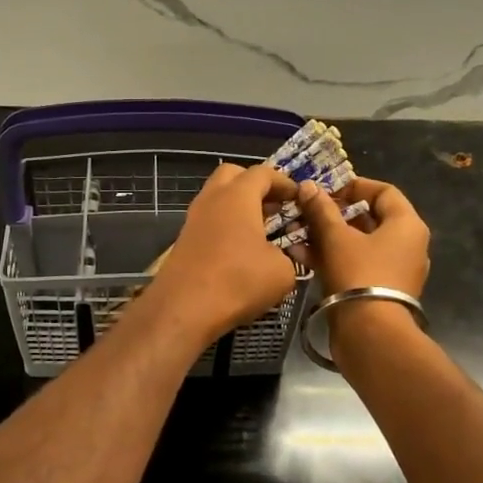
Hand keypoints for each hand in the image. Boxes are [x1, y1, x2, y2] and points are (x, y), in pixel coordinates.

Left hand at [149, 163, 300, 346]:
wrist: (184, 309)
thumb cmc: (238, 281)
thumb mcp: (282, 272)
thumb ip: (288, 256)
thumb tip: (281, 257)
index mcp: (237, 196)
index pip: (263, 173)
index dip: (284, 182)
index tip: (299, 198)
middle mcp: (211, 200)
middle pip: (232, 176)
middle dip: (255, 186)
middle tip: (275, 207)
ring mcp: (193, 220)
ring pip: (217, 199)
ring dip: (238, 208)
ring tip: (261, 231)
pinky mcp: (183, 241)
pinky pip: (209, 222)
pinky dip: (225, 226)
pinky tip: (240, 250)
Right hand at [293, 175, 429, 297]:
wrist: (370, 335)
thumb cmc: (359, 275)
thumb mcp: (336, 238)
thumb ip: (322, 210)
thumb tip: (308, 186)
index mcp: (407, 225)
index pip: (384, 191)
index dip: (354, 186)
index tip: (326, 190)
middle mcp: (407, 245)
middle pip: (370, 218)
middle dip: (334, 214)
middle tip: (307, 212)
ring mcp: (395, 270)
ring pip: (359, 244)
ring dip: (328, 237)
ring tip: (298, 234)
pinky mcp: (381, 291)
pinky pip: (357, 265)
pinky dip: (334, 258)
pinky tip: (302, 257)